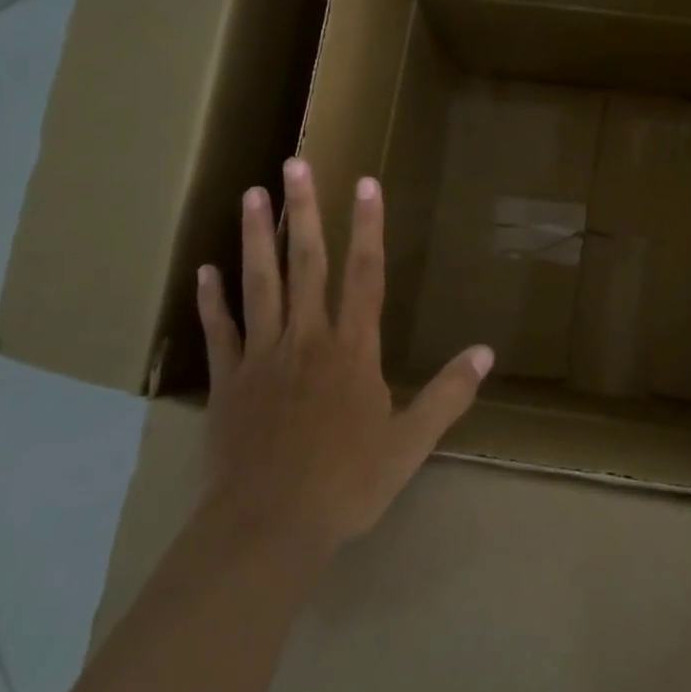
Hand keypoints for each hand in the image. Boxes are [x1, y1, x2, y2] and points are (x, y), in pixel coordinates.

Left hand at [194, 159, 493, 557]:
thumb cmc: (347, 484)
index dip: (368, 226)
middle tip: (294, 163)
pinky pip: (220, 332)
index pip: (366, 274)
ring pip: (259, 284)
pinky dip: (211, 300)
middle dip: (304, 211)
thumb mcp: (410, 443)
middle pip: (307, 263)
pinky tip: (204, 270)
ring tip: (252, 193)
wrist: (269, 528)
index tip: (366, 183)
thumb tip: (486, 352)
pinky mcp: (229, 382)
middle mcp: (307, 338)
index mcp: (352, 350)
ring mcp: (263, 356)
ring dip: (255, 237)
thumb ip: (448, 394)